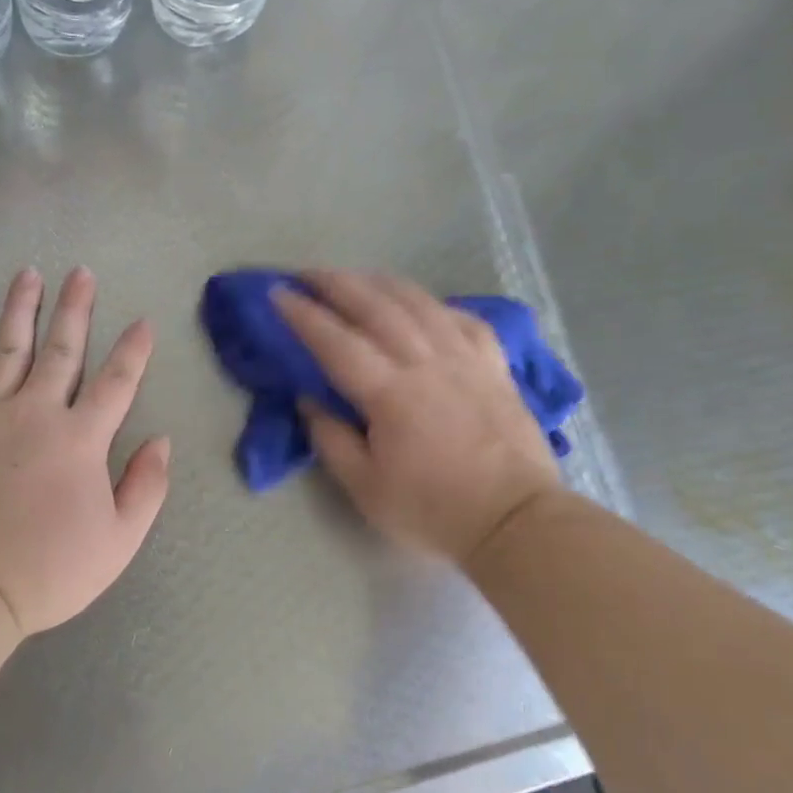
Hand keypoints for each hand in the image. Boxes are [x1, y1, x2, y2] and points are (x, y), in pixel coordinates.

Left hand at [0, 267, 170, 637]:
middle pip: (61, 350)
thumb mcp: (118, 542)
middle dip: (75, 309)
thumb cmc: (46, 570)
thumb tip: (160, 441)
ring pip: (6, 348)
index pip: (116, 383)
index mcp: (80, 439)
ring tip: (29, 274)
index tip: (142, 322)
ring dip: (20, 308)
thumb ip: (146, 487)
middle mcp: (33, 412)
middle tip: (81, 272)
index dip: (133, 351)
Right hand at [274, 271, 560, 565]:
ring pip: (419, 303)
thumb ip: (331, 439)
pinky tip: (424, 305)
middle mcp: (426, 362)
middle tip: (308, 273)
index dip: (304, 315)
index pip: (336, 342)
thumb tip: (308, 398)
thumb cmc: (432, 510)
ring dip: (382, 283)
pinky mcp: (494, 366)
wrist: (514, 520)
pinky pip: (463, 320)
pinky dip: (436, 305)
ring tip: (357, 276)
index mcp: (390, 393)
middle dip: (337, 284)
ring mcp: (465, 359)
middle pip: (376, 307)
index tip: (278, 293)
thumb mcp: (365, 488)